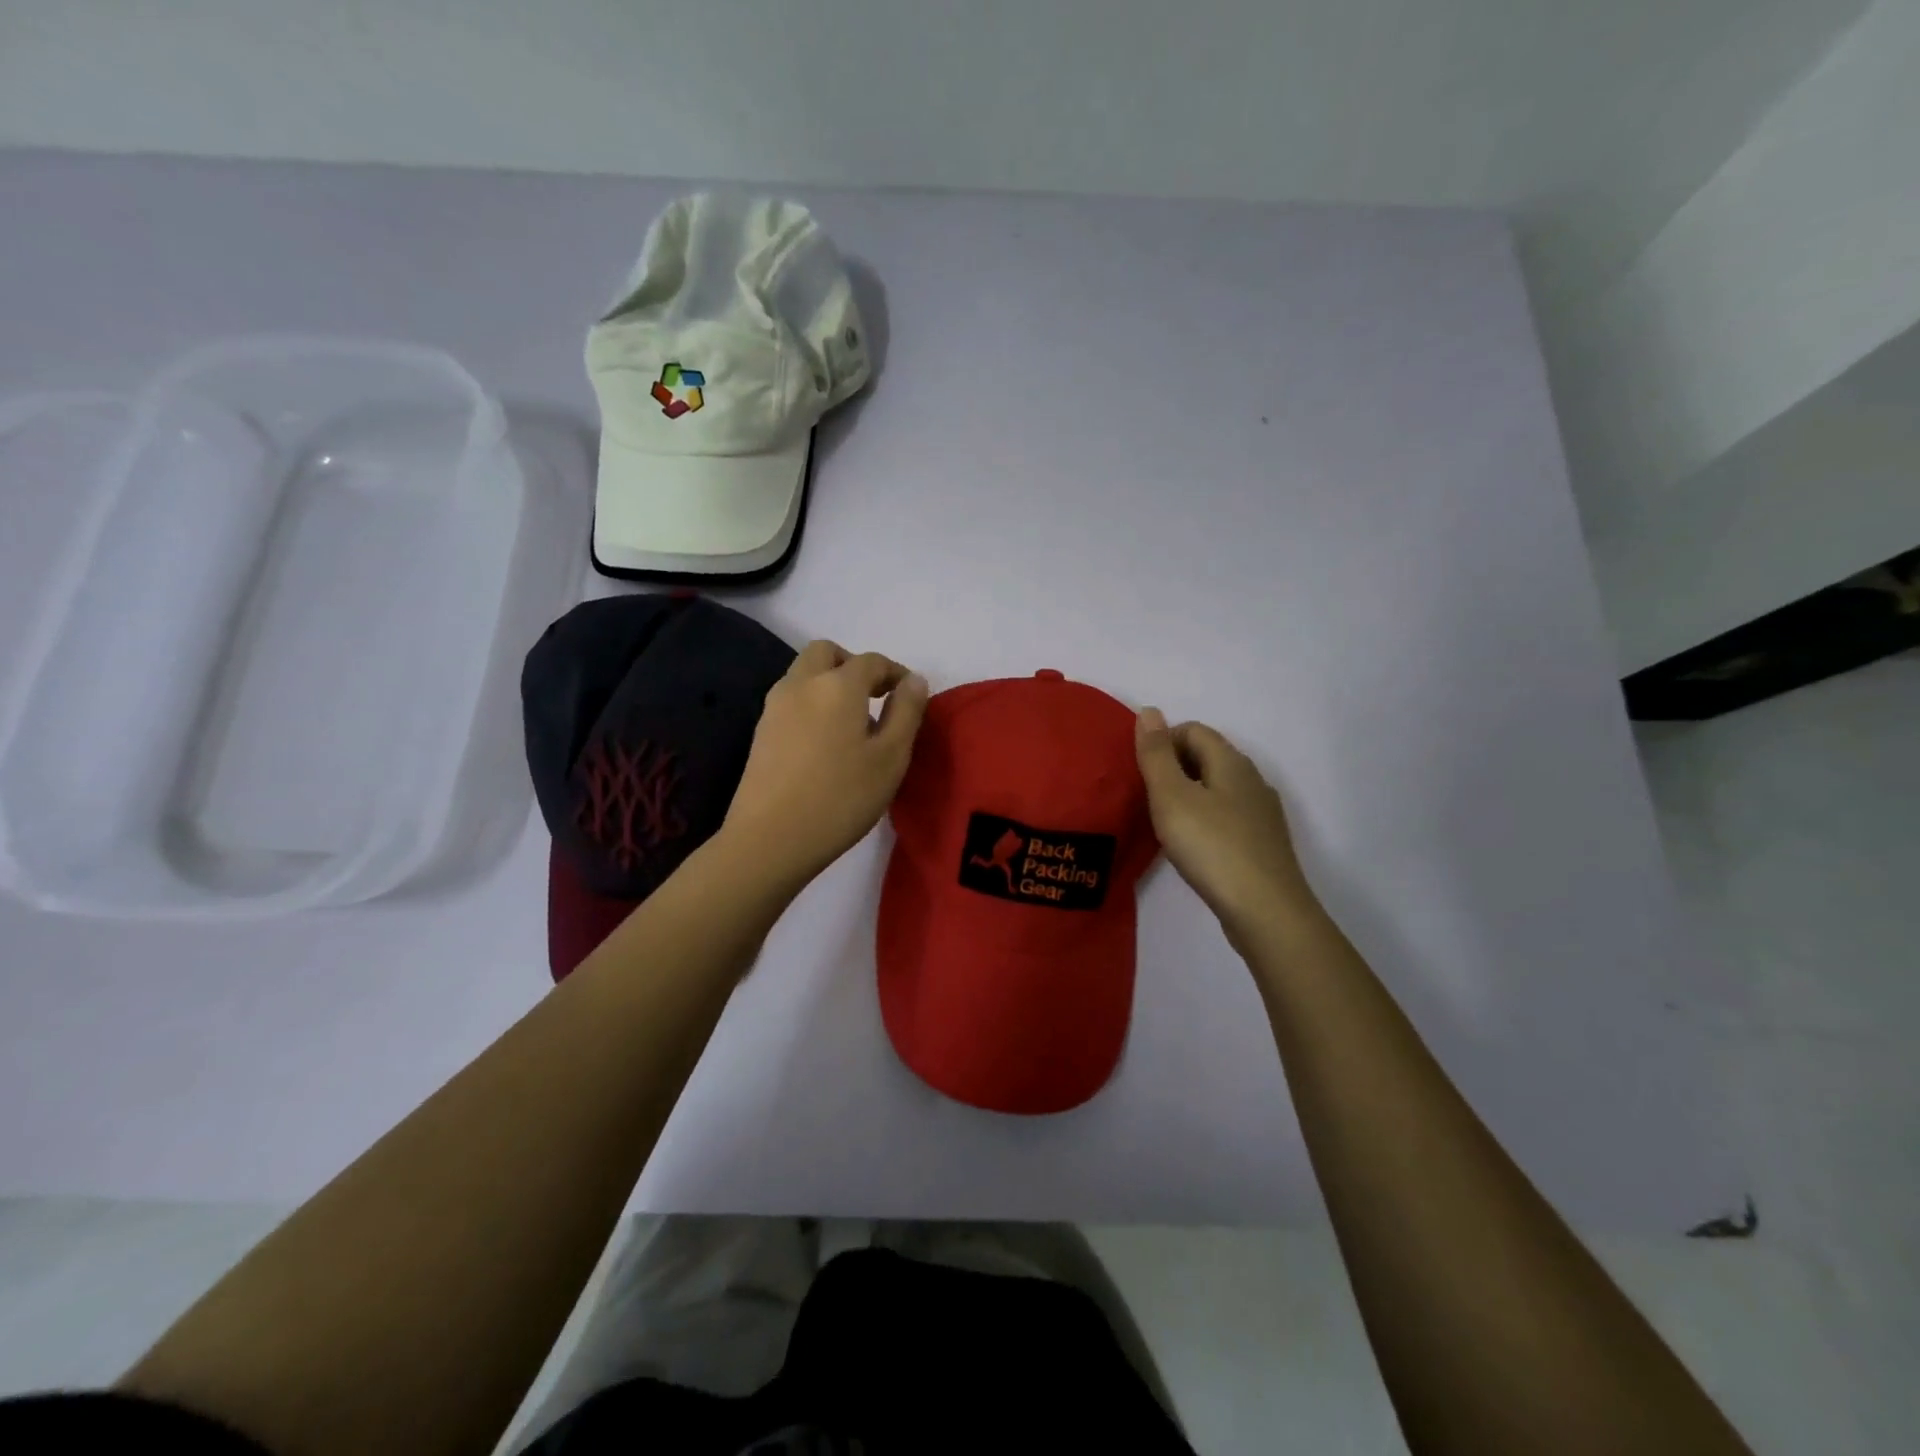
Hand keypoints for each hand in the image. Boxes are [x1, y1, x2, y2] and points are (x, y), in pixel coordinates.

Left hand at [722, 641, 929, 888]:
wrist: (770, 838)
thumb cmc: (841, 797)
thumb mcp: (890, 757)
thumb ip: (906, 712)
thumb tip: (914, 681)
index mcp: (838, 685)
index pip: (872, 661)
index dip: (896, 673)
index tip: (911, 696)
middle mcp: (801, 684)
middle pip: (827, 653)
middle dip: (854, 666)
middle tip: (875, 697)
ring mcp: (775, 707)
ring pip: (804, 675)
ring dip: (830, 683)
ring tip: (852, 725)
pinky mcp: (761, 732)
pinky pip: (791, 700)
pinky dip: (812, 704)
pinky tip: (825, 743)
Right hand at [1135, 708, 1321, 944]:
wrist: (1265, 911)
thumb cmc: (1212, 847)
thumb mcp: (1172, 796)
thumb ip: (1157, 754)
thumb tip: (1149, 711)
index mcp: (1231, 762)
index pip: (1193, 730)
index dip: (1163, 742)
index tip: (1140, 772)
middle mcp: (1252, 780)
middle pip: (1208, 757)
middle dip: (1174, 768)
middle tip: (1146, 797)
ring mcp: (1262, 813)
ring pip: (1218, 788)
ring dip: (1189, 795)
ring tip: (1164, 822)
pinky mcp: (1263, 843)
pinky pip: (1228, 816)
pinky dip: (1205, 819)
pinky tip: (1193, 846)